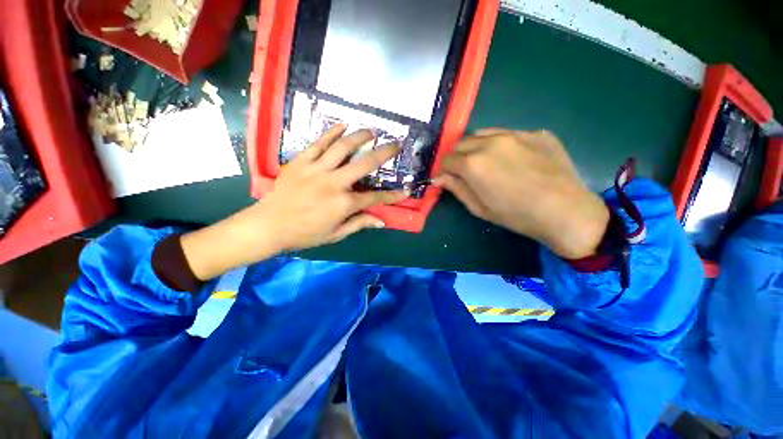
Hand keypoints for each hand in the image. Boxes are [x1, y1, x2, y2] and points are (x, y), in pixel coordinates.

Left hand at [181, 126, 408, 279]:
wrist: (269, 225)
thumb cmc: (305, 233)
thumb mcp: (336, 234)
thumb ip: (359, 224)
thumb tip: (381, 221)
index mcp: (344, 204)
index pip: (375, 198)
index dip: (393, 196)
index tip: (407, 190)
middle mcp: (334, 183)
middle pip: (365, 164)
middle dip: (384, 153)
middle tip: (395, 144)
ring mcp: (317, 169)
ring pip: (343, 147)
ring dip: (360, 136)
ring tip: (372, 130)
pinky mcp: (301, 162)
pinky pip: (318, 143)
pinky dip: (331, 133)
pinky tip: (342, 125)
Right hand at [435, 129, 608, 259]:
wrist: (565, 211)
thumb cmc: (516, 215)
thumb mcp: (479, 207)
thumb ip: (456, 188)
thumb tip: (438, 177)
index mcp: (473, 163)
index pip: (447, 159)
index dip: (445, 170)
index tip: (450, 178)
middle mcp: (490, 142)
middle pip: (461, 143)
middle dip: (458, 156)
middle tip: (466, 172)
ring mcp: (515, 134)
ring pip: (483, 133)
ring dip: (477, 146)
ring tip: (488, 162)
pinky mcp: (536, 132)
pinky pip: (509, 134)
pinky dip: (502, 145)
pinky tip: (515, 160)